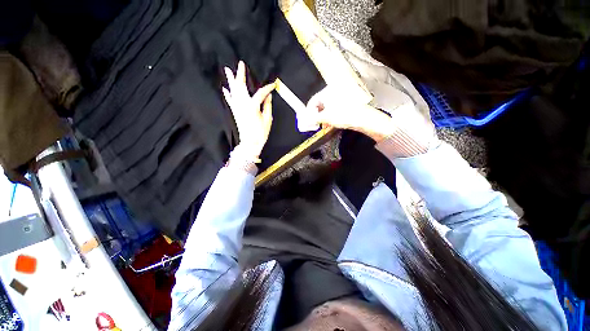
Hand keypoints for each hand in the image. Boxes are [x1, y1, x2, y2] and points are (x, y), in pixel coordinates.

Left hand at [222, 61, 274, 159]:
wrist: (250, 143)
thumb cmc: (260, 132)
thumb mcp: (267, 119)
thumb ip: (267, 106)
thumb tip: (268, 96)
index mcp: (252, 106)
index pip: (261, 93)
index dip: (267, 88)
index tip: (273, 84)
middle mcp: (242, 104)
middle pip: (241, 86)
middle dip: (241, 75)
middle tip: (240, 64)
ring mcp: (237, 108)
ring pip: (233, 91)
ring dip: (231, 80)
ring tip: (227, 70)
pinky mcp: (235, 112)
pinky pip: (230, 100)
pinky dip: (227, 94)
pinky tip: (225, 88)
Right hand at [306, 87, 394, 141]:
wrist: (363, 118)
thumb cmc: (343, 115)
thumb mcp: (326, 117)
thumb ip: (313, 118)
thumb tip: (305, 120)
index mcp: (327, 92)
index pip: (312, 101)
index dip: (308, 112)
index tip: (307, 121)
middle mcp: (333, 91)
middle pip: (319, 104)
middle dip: (316, 115)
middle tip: (315, 124)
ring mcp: (340, 97)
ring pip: (326, 107)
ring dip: (323, 117)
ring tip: (323, 125)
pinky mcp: (345, 103)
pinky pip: (333, 108)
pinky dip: (330, 116)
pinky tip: (330, 123)